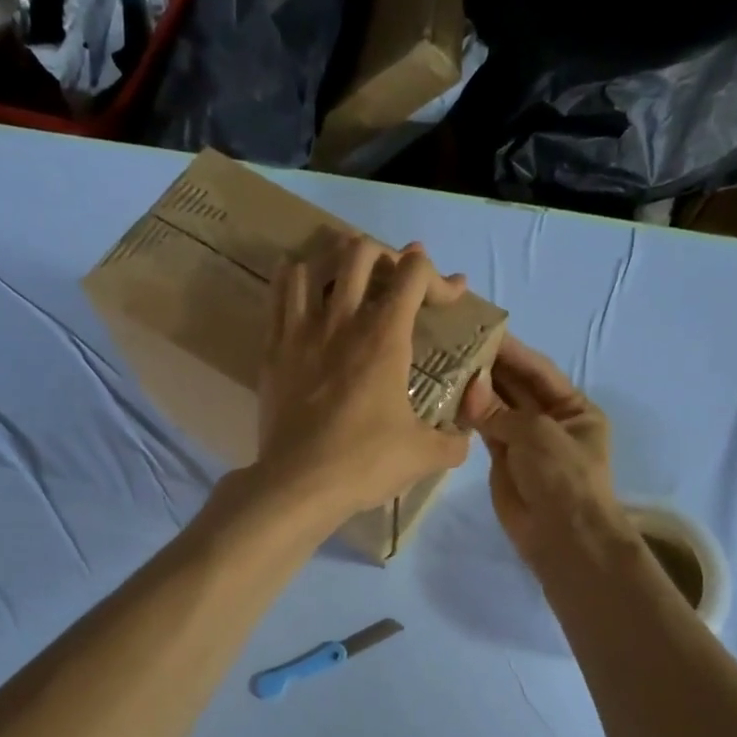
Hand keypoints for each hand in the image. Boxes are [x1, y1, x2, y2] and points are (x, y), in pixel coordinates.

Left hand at [256, 235, 471, 526]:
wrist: (298, 484)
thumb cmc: (365, 463)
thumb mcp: (425, 455)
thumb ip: (454, 439)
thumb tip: (462, 435)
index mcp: (385, 337)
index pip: (415, 273)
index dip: (440, 277)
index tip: (451, 296)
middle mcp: (342, 320)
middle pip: (362, 252)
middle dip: (388, 257)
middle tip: (397, 282)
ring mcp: (302, 330)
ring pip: (314, 264)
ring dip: (337, 262)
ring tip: (349, 280)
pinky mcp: (273, 348)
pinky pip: (279, 293)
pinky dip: (295, 279)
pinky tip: (304, 289)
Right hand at [460, 335, 621, 564]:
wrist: (562, 536)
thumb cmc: (563, 476)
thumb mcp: (538, 434)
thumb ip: (500, 410)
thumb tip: (468, 388)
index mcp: (573, 408)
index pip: (538, 370)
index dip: (512, 350)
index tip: (480, 329)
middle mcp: (549, 420)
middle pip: (516, 386)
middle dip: (490, 367)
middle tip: (453, 342)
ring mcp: (525, 441)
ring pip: (497, 408)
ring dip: (475, 389)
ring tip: (443, 364)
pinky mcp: (503, 461)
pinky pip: (484, 431)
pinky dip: (468, 416)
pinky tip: (445, 397)